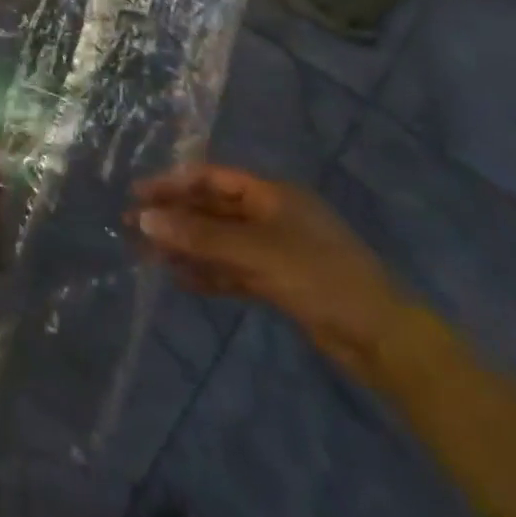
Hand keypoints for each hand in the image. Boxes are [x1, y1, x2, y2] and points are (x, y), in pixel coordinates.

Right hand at [132, 165, 409, 380]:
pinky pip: (232, 269)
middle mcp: (270, 215)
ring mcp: (275, 249)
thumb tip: (145, 219)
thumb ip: (198, 236)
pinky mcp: (279, 283)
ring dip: (186, 245)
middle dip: (174, 215)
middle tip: (132, 225)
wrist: (383, 339)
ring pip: (219, 241)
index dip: (174, 183)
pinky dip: (207, 272)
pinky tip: (180, 279)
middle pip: (212, 208)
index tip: (138, 194)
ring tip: (147, 253)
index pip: (211, 178)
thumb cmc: (320, 277)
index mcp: (271, 194)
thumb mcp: (255, 252)